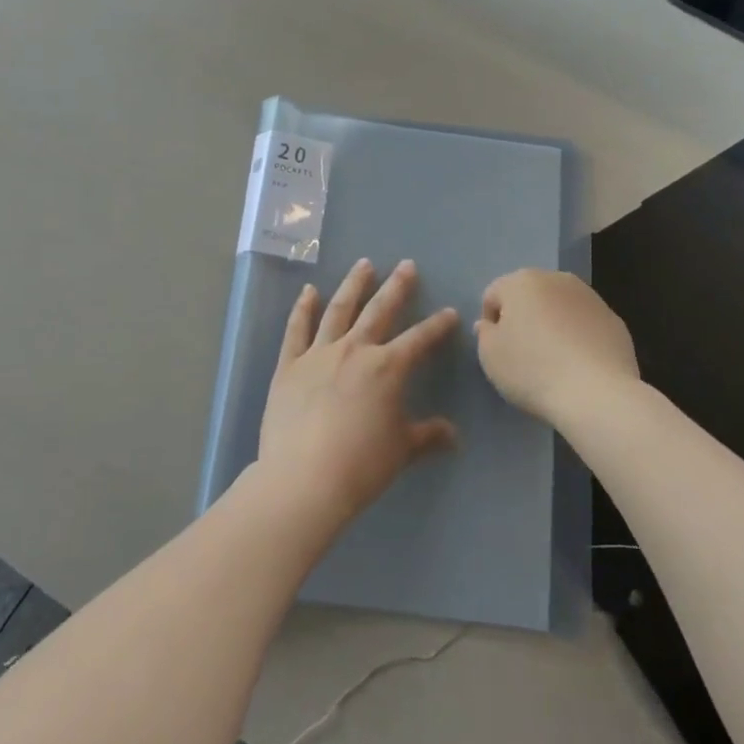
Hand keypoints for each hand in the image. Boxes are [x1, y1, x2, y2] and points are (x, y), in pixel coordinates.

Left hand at [257, 258, 460, 529]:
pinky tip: (308, 291)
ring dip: (353, 285)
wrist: (304, 479)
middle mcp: (355, 350)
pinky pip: (297, 329)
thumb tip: (454, 435)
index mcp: (387, 368)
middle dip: (396, 286)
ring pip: (339, 309)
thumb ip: (428, 436)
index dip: (437, 326)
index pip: (419, 339)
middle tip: (406, 265)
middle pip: (379, 310)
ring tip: (363, 264)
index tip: (449, 312)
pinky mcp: (289, 365)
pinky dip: (303, 308)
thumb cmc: (360, 465)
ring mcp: (319, 354)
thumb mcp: (402, 450)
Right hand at [476, 270, 638, 425]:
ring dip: (553, 325)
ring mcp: (590, 297)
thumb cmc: (533, 370)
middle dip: (524, 318)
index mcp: (522, 281)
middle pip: (530, 296)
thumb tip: (491, 324)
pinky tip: (579, 367)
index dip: (491, 323)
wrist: (596, 394)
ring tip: (554, 362)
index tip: (498, 351)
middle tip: (524, 354)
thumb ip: (485, 334)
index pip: (494, 295)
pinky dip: (579, 338)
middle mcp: (557, 279)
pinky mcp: (614, 320)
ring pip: (560, 308)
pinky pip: (585, 325)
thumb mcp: (490, 356)